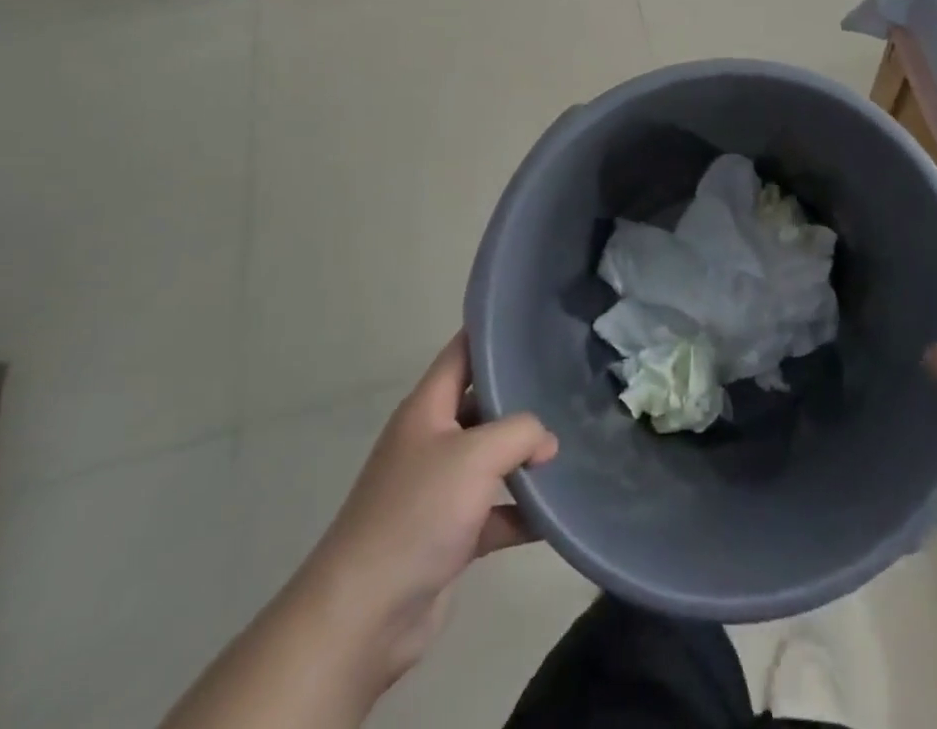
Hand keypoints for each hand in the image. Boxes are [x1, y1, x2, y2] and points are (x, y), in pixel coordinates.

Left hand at [296, 334, 558, 700]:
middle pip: (482, 404)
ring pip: (491, 459)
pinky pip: (495, 511)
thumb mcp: (476, 454)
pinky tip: (557, 511)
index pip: (462, 352)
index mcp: (427, 408)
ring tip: (571, 444)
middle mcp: (431, 441)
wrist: (364, 615)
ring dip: (526, 457)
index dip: (492, 333)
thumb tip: (546, 441)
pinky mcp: (450, 534)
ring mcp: (439, 489)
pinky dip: (522, 511)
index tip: (533, 321)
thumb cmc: (417, 512)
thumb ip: (521, 432)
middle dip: (521, 397)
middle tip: (568, 383)